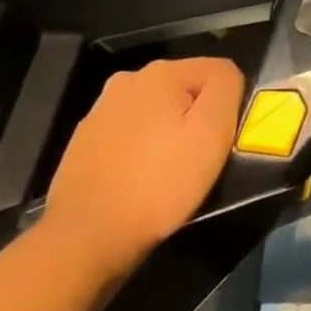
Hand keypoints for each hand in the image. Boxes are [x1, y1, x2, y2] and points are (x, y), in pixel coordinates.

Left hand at [41, 57, 243, 279]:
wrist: (85, 239)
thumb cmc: (159, 183)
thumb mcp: (212, 132)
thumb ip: (226, 87)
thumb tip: (226, 76)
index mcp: (161, 72)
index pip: (218, 71)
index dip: (227, 105)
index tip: (218, 140)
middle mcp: (127, 80)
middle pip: (185, 89)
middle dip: (195, 117)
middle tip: (196, 157)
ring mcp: (100, 111)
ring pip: (157, 112)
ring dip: (168, 132)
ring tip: (167, 172)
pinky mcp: (84, 142)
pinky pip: (130, 134)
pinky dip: (141, 150)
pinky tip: (138, 179)